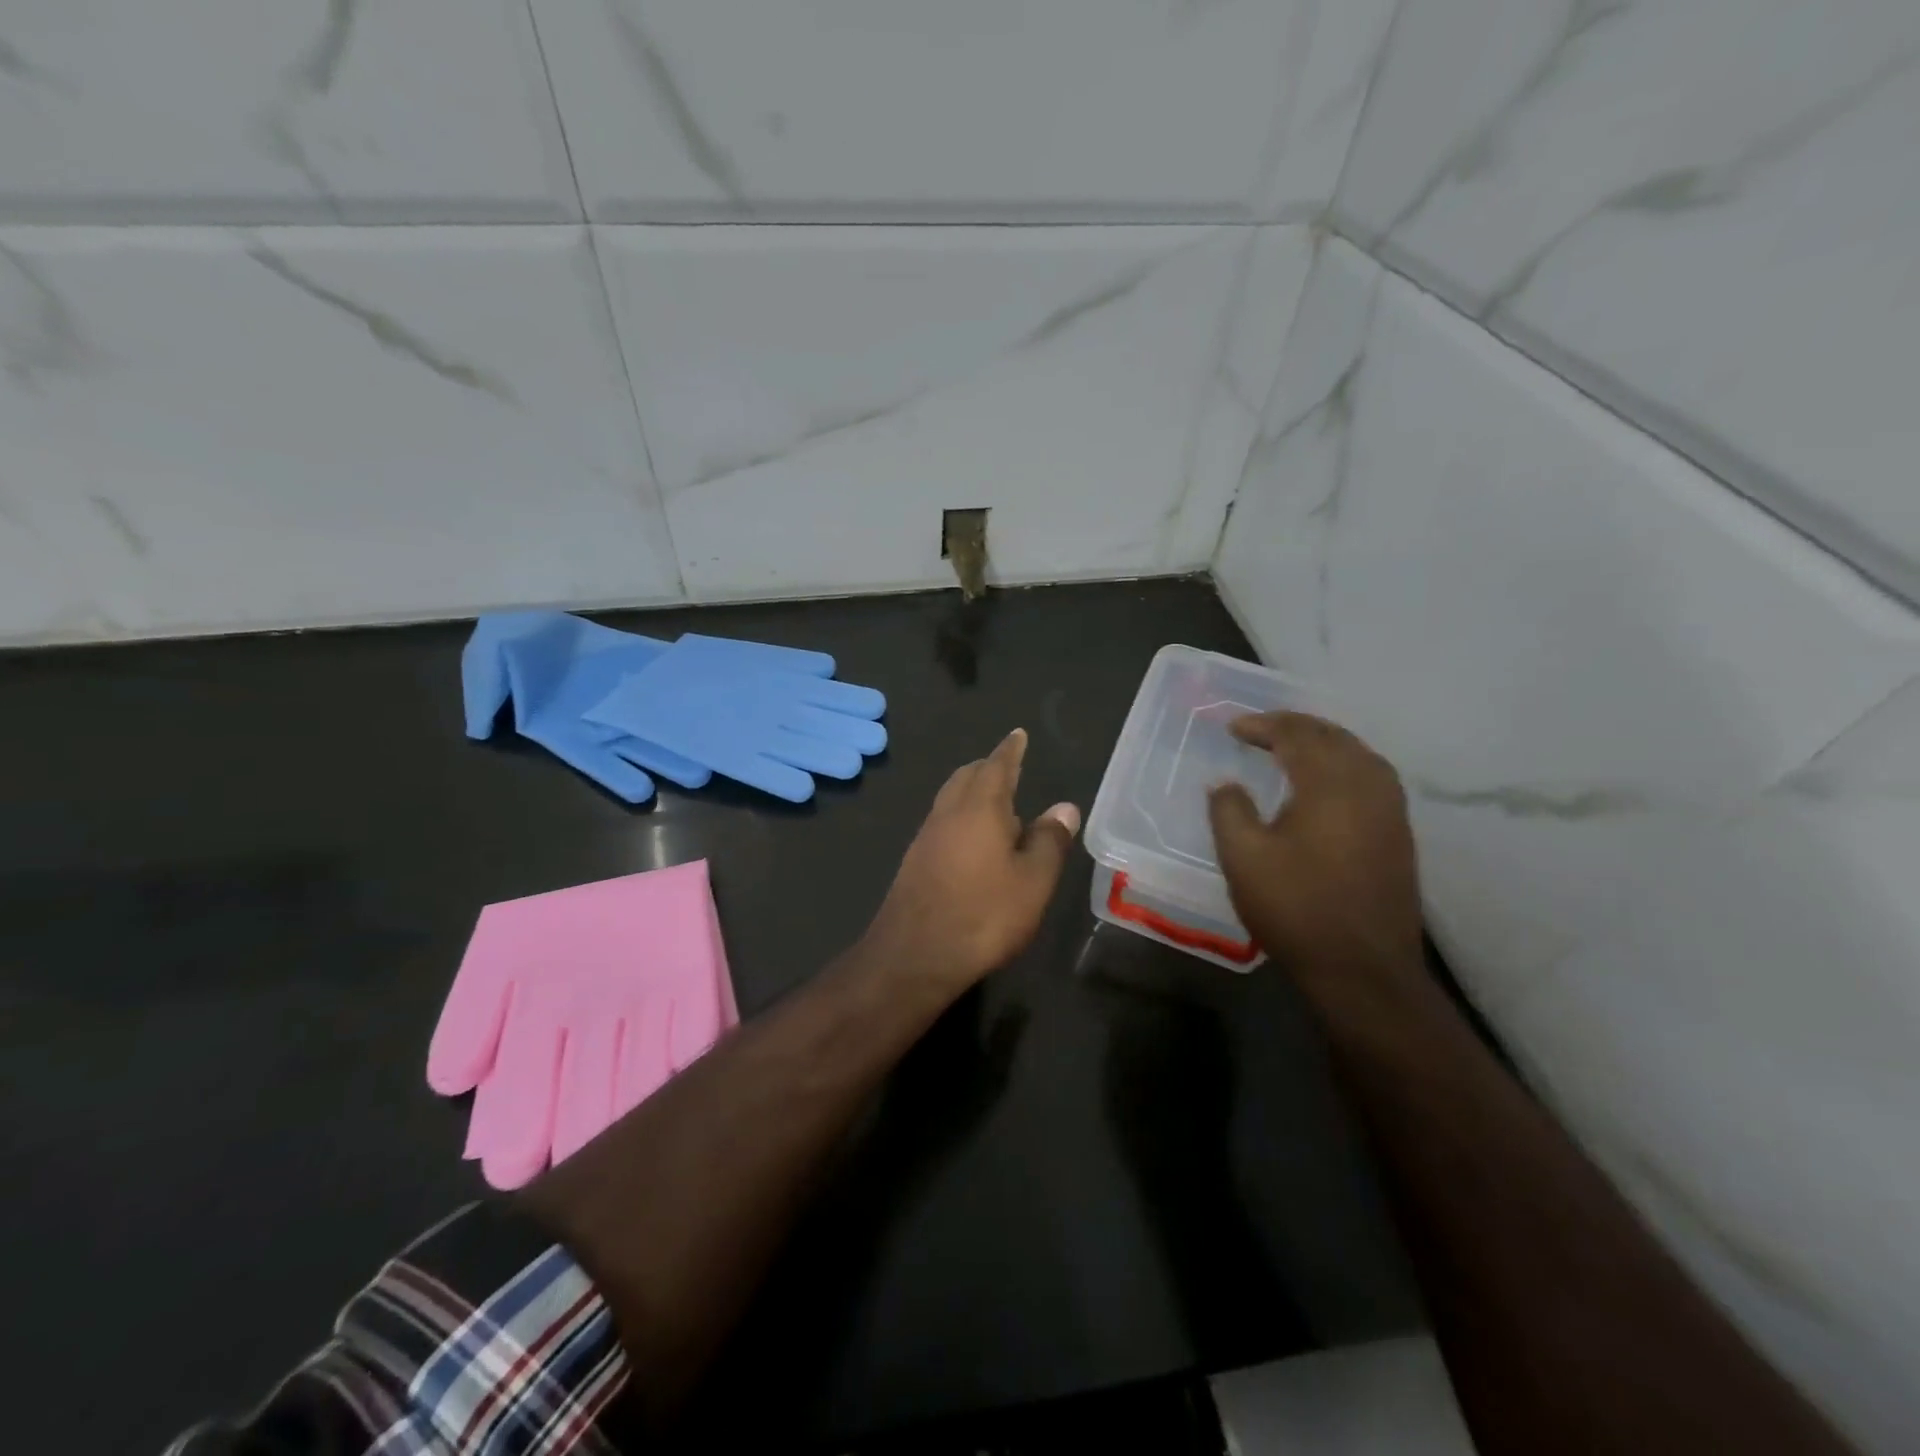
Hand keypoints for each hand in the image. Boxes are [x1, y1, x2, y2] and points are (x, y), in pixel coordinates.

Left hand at [864, 728, 1080, 992]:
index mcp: (980, 808)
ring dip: (972, 791)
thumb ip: (1049, 841)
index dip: (1010, 750)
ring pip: (950, 799)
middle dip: (988, 767)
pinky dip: (960, 816)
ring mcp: (926, 837)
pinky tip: (971, 840)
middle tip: (1007, 765)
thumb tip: (1064, 807)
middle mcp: (948, 813)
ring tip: (995, 802)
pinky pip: (942, 823)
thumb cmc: (984, 915)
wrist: (914, 955)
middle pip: (967, 777)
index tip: (1017, 734)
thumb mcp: (1032, 881)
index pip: (997, 766)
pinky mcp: (915, 861)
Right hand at [1207, 712, 1423, 992]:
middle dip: (1295, 727)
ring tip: (1292, 748)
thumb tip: (1226, 784)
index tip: (1233, 727)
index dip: (1263, 725)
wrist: (1363, 970)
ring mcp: (1391, 812)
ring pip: (1359, 755)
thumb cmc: (1296, 908)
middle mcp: (1368, 787)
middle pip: (1334, 737)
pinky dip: (1344, 765)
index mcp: (1330, 785)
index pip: (1297, 735)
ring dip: (1323, 743)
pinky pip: (1373, 778)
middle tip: (1261, 730)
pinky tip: (1327, 784)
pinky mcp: (1399, 836)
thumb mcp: (1243, 858)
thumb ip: (1228, 810)